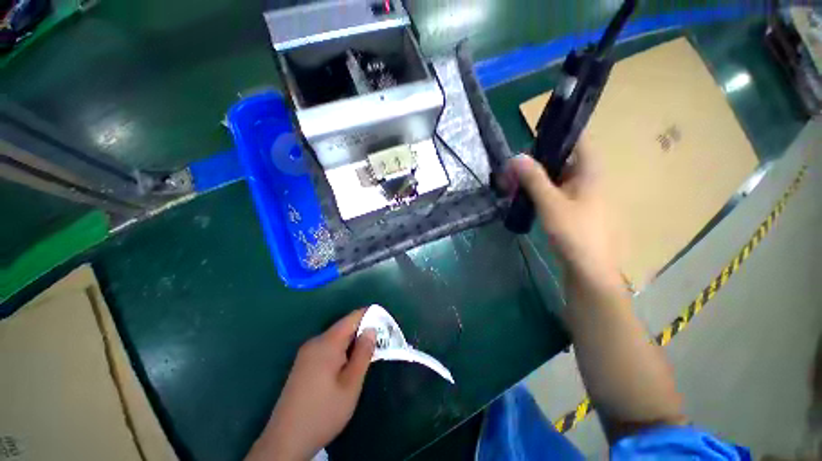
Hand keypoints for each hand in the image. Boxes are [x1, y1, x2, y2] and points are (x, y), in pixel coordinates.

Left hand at [246, 309, 376, 460]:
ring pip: (335, 338)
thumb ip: (363, 353)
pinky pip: (326, 348)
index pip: (352, 318)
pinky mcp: (302, 364)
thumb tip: (371, 330)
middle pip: (343, 327)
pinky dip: (341, 350)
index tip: (385, 323)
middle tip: (379, 343)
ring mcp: (306, 353)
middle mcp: (315, 342)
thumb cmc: (324, 412)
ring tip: (366, 355)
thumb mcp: (351, 384)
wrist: (286, 440)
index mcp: (327, 343)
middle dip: (362, 331)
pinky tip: (346, 366)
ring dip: (352, 342)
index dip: (369, 316)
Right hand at [507, 140, 623, 290]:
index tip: (531, 140)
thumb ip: (534, 179)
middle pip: (564, 161)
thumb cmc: (574, 233)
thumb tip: (516, 156)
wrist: (589, 270)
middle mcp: (590, 180)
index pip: (578, 141)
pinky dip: (542, 192)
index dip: (556, 136)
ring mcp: (584, 197)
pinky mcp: (576, 211)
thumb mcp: (550, 203)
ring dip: (537, 179)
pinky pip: (558, 193)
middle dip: (538, 162)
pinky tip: (527, 199)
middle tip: (514, 168)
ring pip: (559, 179)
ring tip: (515, 184)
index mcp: (591, 172)